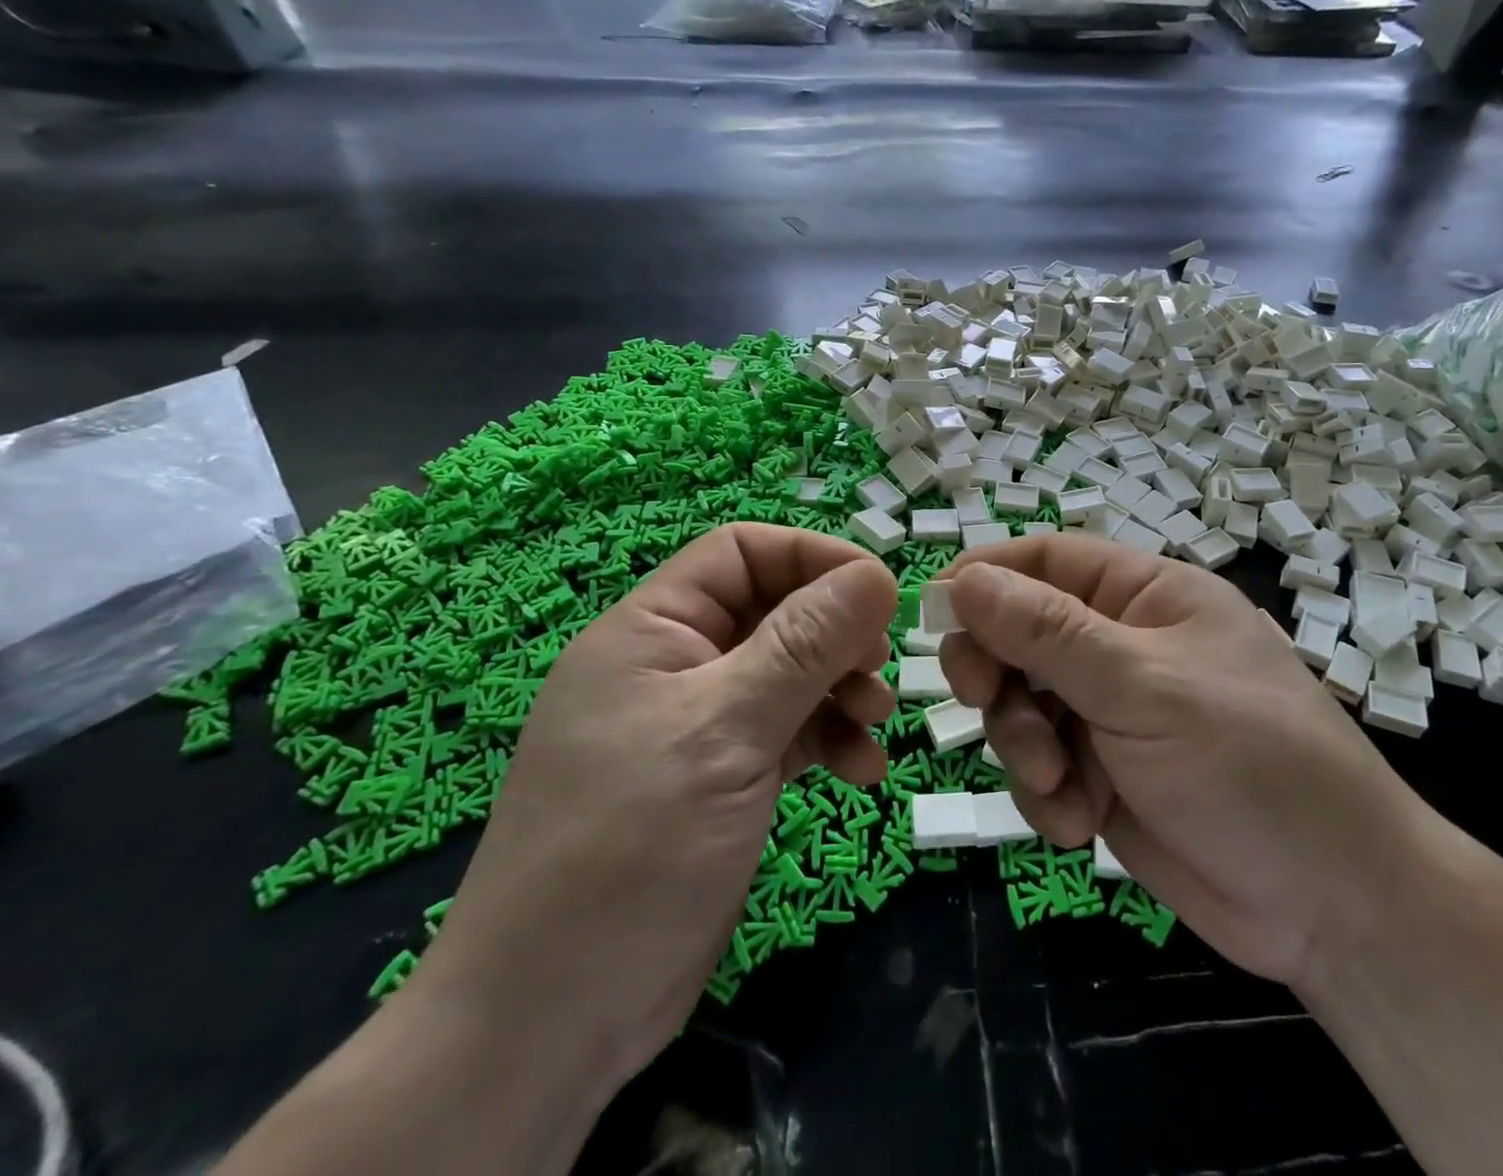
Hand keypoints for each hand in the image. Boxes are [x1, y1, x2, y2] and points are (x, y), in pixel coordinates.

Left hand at [417, 524, 896, 1084]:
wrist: (552, 1021)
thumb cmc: (630, 847)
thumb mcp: (727, 729)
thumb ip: (804, 645)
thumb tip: (876, 573)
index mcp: (652, 629)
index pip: (741, 553)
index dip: (812, 558)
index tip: (876, 592)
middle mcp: (675, 665)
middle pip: (774, 612)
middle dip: (835, 633)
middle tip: (879, 666)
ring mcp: (698, 724)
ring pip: (789, 673)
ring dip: (840, 689)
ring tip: (877, 723)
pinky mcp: (721, 777)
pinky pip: (789, 731)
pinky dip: (829, 740)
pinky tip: (862, 772)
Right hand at [938, 535, 1433, 989]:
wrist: (1333, 908)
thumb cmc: (1249, 763)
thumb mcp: (1143, 686)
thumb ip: (1048, 632)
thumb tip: (964, 579)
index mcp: (1145, 596)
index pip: (1046, 560)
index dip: (987, 577)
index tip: (935, 612)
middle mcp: (1121, 646)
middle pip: (1020, 633)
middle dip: (999, 674)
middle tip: (980, 700)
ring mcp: (1110, 714)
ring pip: (1021, 704)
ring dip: (1023, 745)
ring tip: (1059, 785)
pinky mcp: (1103, 775)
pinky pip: (1040, 766)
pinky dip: (1046, 794)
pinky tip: (1080, 823)